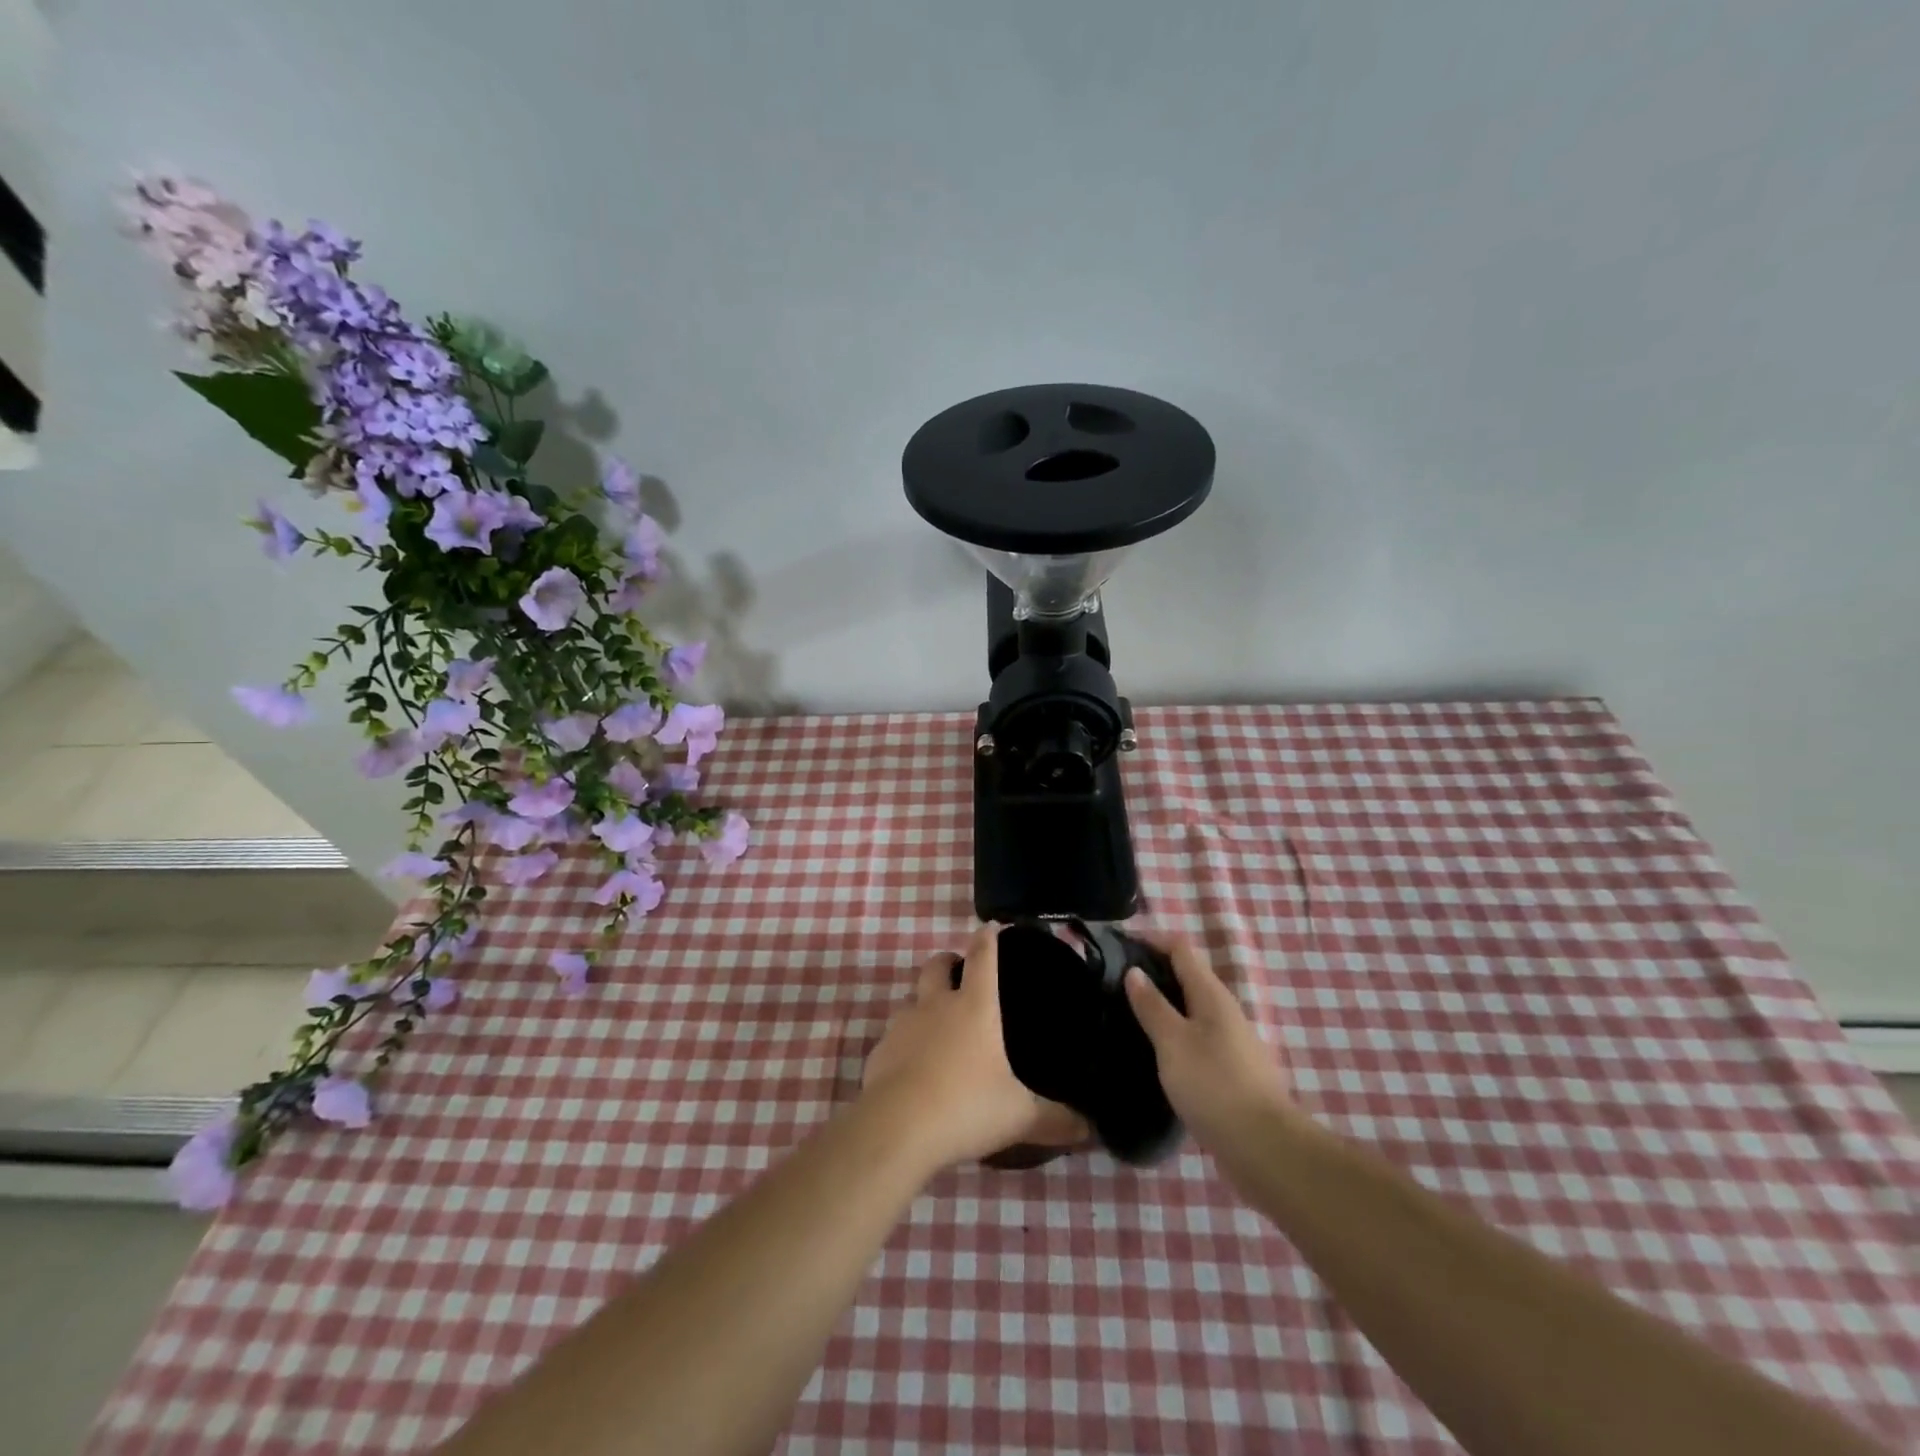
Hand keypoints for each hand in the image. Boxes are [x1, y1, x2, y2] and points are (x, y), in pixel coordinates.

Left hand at [863, 924, 1088, 1168]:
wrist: (897, 1128)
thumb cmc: (966, 1107)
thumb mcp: (1019, 1116)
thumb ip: (1055, 1119)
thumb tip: (1089, 1129)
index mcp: (974, 1007)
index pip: (982, 958)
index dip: (987, 939)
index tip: (990, 926)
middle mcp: (936, 1006)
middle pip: (936, 966)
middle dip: (947, 962)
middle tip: (959, 974)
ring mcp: (902, 1026)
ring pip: (911, 1000)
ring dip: (924, 1005)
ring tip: (939, 1029)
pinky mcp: (879, 1052)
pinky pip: (894, 1038)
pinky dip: (906, 1044)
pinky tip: (915, 1069)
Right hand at [1123, 938, 1297, 1149]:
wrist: (1265, 1148)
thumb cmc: (1214, 1085)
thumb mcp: (1172, 1042)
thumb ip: (1152, 1005)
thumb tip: (1134, 971)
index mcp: (1211, 994)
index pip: (1180, 949)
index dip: (1150, 940)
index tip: (1116, 946)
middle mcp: (1223, 1010)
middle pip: (1186, 976)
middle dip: (1151, 973)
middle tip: (1112, 982)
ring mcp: (1230, 1042)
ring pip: (1190, 1009)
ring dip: (1161, 1005)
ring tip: (1124, 1014)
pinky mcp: (1229, 1070)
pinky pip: (1195, 1038)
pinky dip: (1171, 1034)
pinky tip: (1152, 1052)